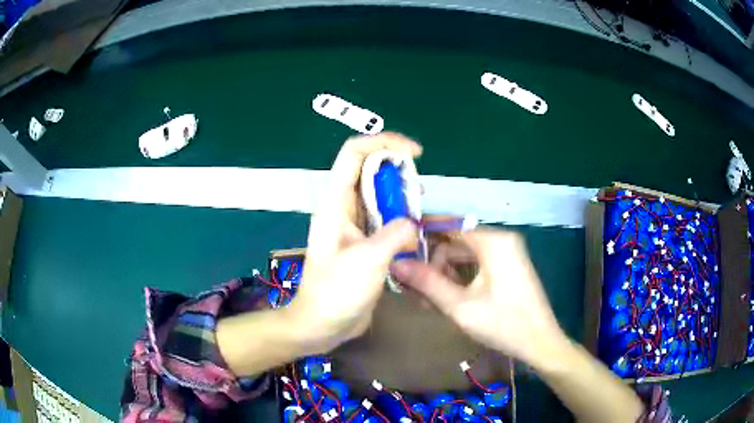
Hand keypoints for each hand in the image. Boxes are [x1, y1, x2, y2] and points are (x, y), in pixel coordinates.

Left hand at [288, 133, 421, 352]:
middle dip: (398, 169)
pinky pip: (384, 216)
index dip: (384, 142)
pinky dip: (401, 214)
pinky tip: (415, 226)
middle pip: (370, 169)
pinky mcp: (364, 240)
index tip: (414, 153)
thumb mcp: (368, 260)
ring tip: (421, 205)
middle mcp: (343, 206)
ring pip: (379, 192)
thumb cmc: (336, 292)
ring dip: (401, 192)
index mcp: (335, 202)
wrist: (322, 323)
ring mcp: (353, 223)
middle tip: (420, 189)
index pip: (355, 153)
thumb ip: (394, 233)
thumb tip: (411, 222)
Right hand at [391, 229, 567, 368]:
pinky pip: (476, 265)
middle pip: (455, 242)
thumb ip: (427, 283)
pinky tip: (445, 298)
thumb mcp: (460, 306)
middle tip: (411, 288)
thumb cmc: (503, 323)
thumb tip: (396, 264)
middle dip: (432, 264)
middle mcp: (500, 240)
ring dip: (443, 274)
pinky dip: (459, 278)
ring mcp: (505, 253)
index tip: (399, 252)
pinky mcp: (507, 267)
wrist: (540, 343)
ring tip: (426, 300)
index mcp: (493, 241)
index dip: (422, 236)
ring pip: (464, 255)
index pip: (448, 225)